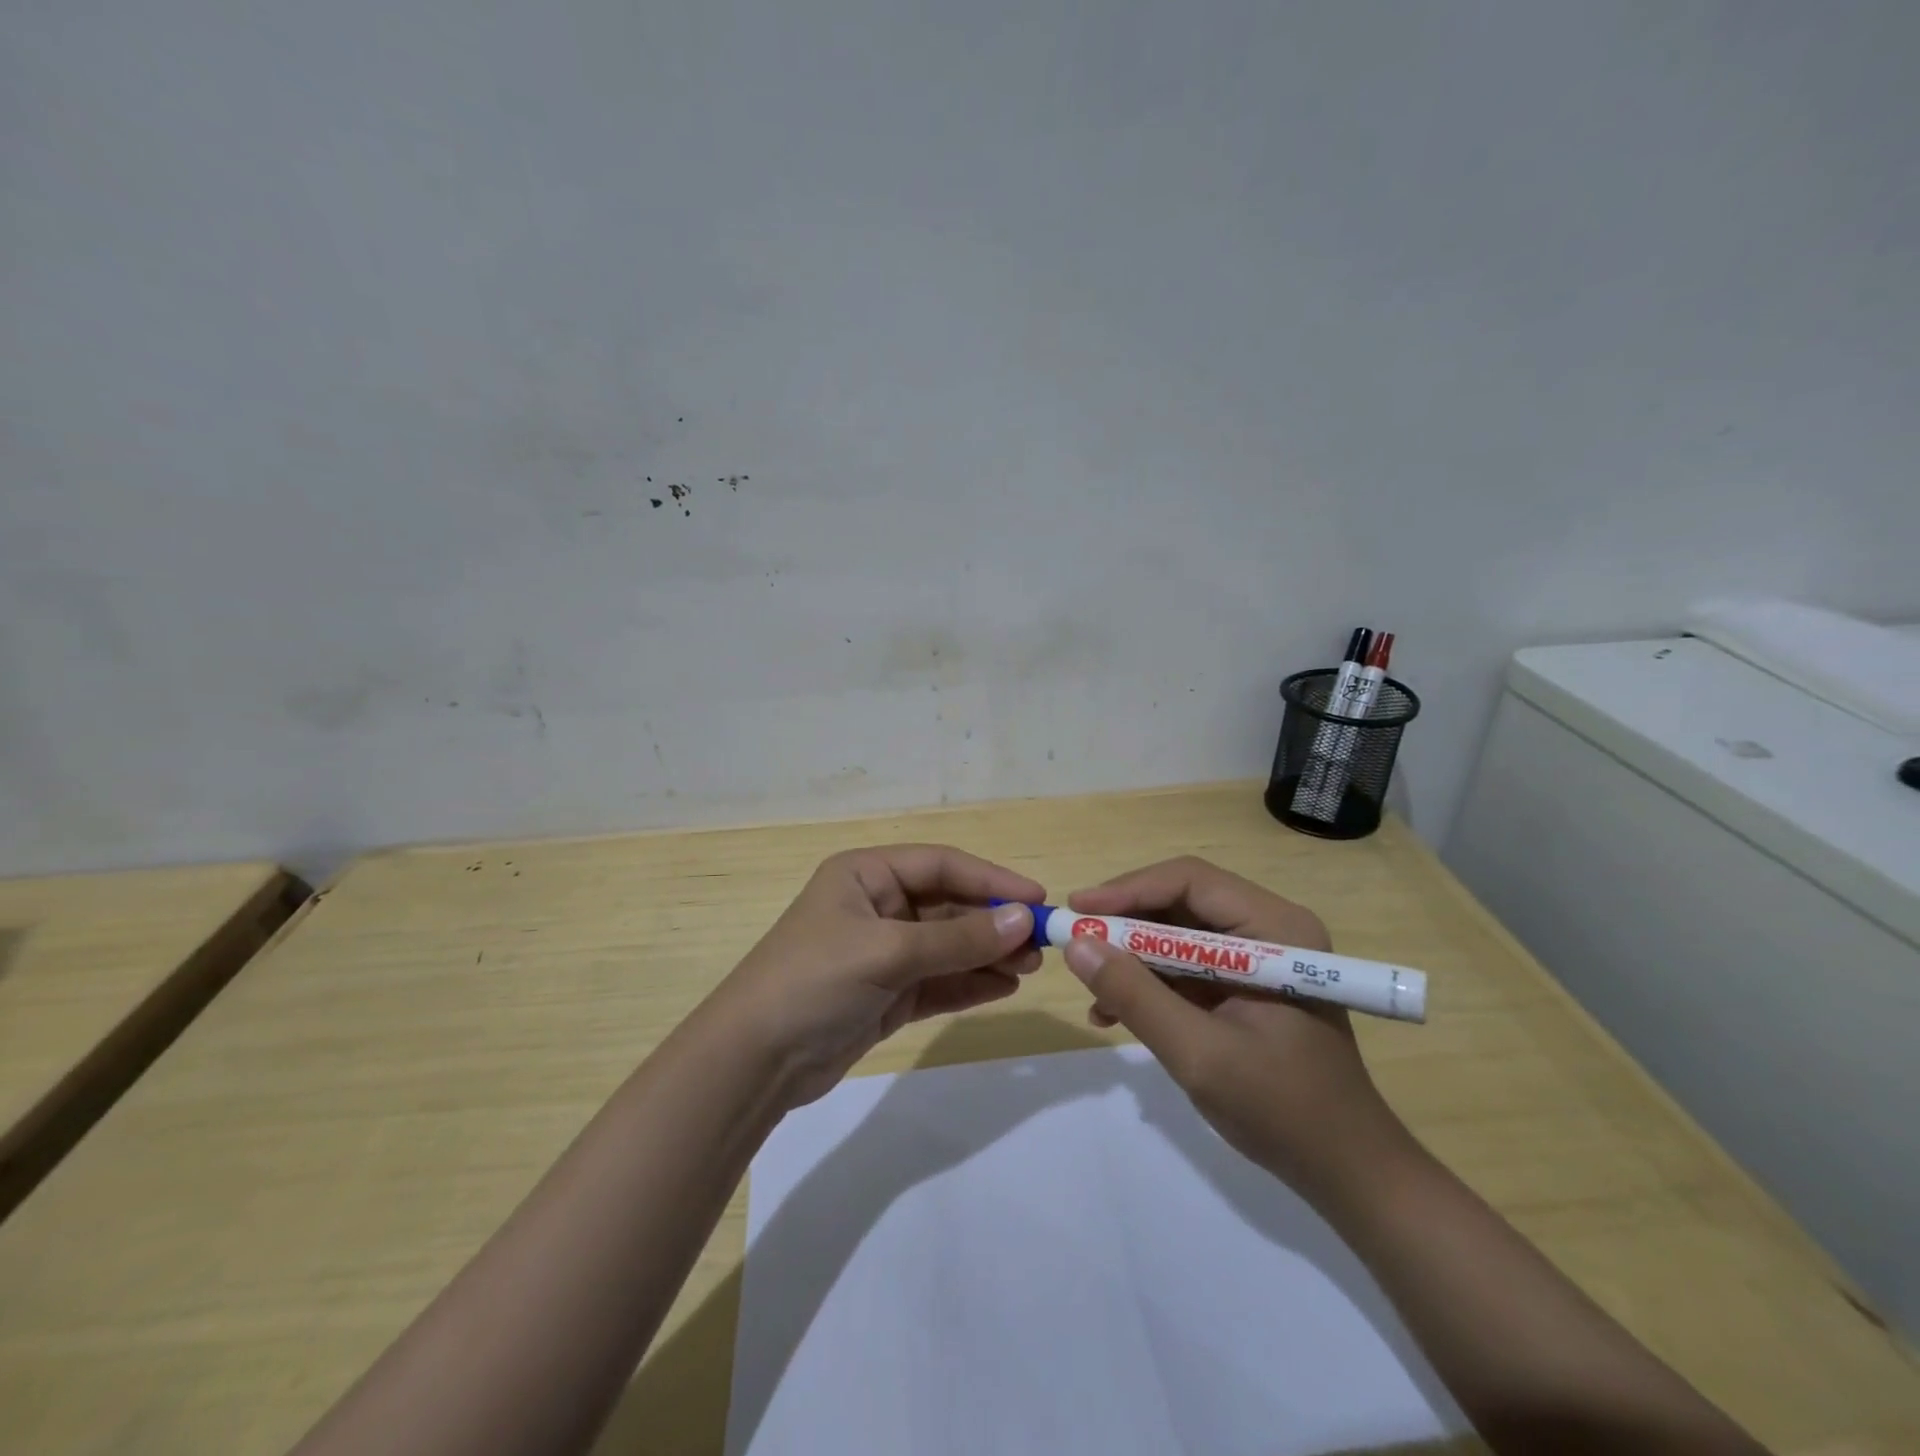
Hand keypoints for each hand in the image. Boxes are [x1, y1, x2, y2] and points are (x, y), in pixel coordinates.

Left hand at [703, 845, 1044, 1108]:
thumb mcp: (887, 952)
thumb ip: (957, 939)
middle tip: (1041, 943)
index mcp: (866, 875)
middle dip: (993, 922)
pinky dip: (970, 983)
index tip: (1037, 898)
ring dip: (988, 953)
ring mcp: (883, 952)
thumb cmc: (814, 981)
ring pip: (948, 945)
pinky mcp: (888, 994)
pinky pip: (939, 980)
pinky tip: (1004, 986)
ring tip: (1029, 967)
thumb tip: (1023, 919)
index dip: (991, 879)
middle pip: (949, 905)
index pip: (941, 865)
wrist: (754, 1062)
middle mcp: (877, 906)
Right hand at [1062, 857, 1407, 1200]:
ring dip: (1131, 958)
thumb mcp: (1199, 1054)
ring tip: (1094, 992)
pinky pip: (1184, 966)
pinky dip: (1148, 983)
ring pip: (1176, 934)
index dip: (1129, 890)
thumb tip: (1076, 945)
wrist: (1346, 1172)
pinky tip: (1114, 1013)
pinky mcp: (1243, 985)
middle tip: (1076, 944)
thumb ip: (1136, 996)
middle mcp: (1268, 929)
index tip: (1078, 912)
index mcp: (1275, 929)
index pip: (1190, 881)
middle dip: (1125, 925)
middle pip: (1180, 903)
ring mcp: (1257, 958)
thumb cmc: (1284, 1110)